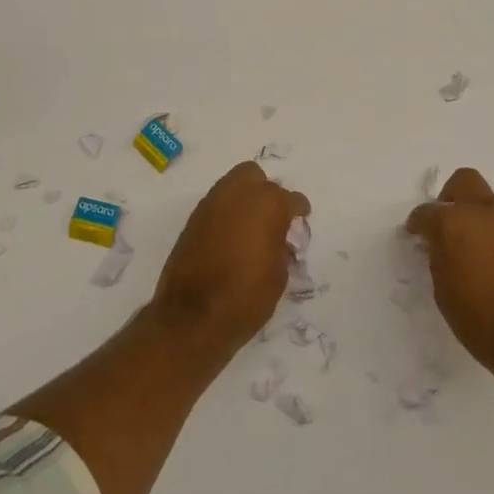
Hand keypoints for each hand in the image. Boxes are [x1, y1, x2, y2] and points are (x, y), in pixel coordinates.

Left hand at [152, 162, 309, 358]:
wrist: (192, 317)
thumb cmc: (246, 297)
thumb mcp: (278, 276)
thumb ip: (281, 248)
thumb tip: (278, 241)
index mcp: (268, 205)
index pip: (291, 199)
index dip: (299, 210)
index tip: (301, 220)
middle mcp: (238, 195)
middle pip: (255, 176)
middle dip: (266, 191)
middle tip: (272, 217)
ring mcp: (211, 204)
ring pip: (232, 184)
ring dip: (243, 199)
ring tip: (250, 226)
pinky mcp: (193, 219)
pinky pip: (216, 204)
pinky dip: (226, 213)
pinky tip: (230, 236)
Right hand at [405, 168, 493, 374]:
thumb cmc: (480, 320)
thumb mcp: (444, 291)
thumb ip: (440, 259)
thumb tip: (442, 248)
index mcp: (452, 223)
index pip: (426, 212)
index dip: (418, 223)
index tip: (416, 235)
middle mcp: (483, 212)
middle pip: (464, 182)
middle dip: (451, 197)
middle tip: (446, 223)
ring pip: (491, 202)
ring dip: (478, 216)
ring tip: (475, 247)